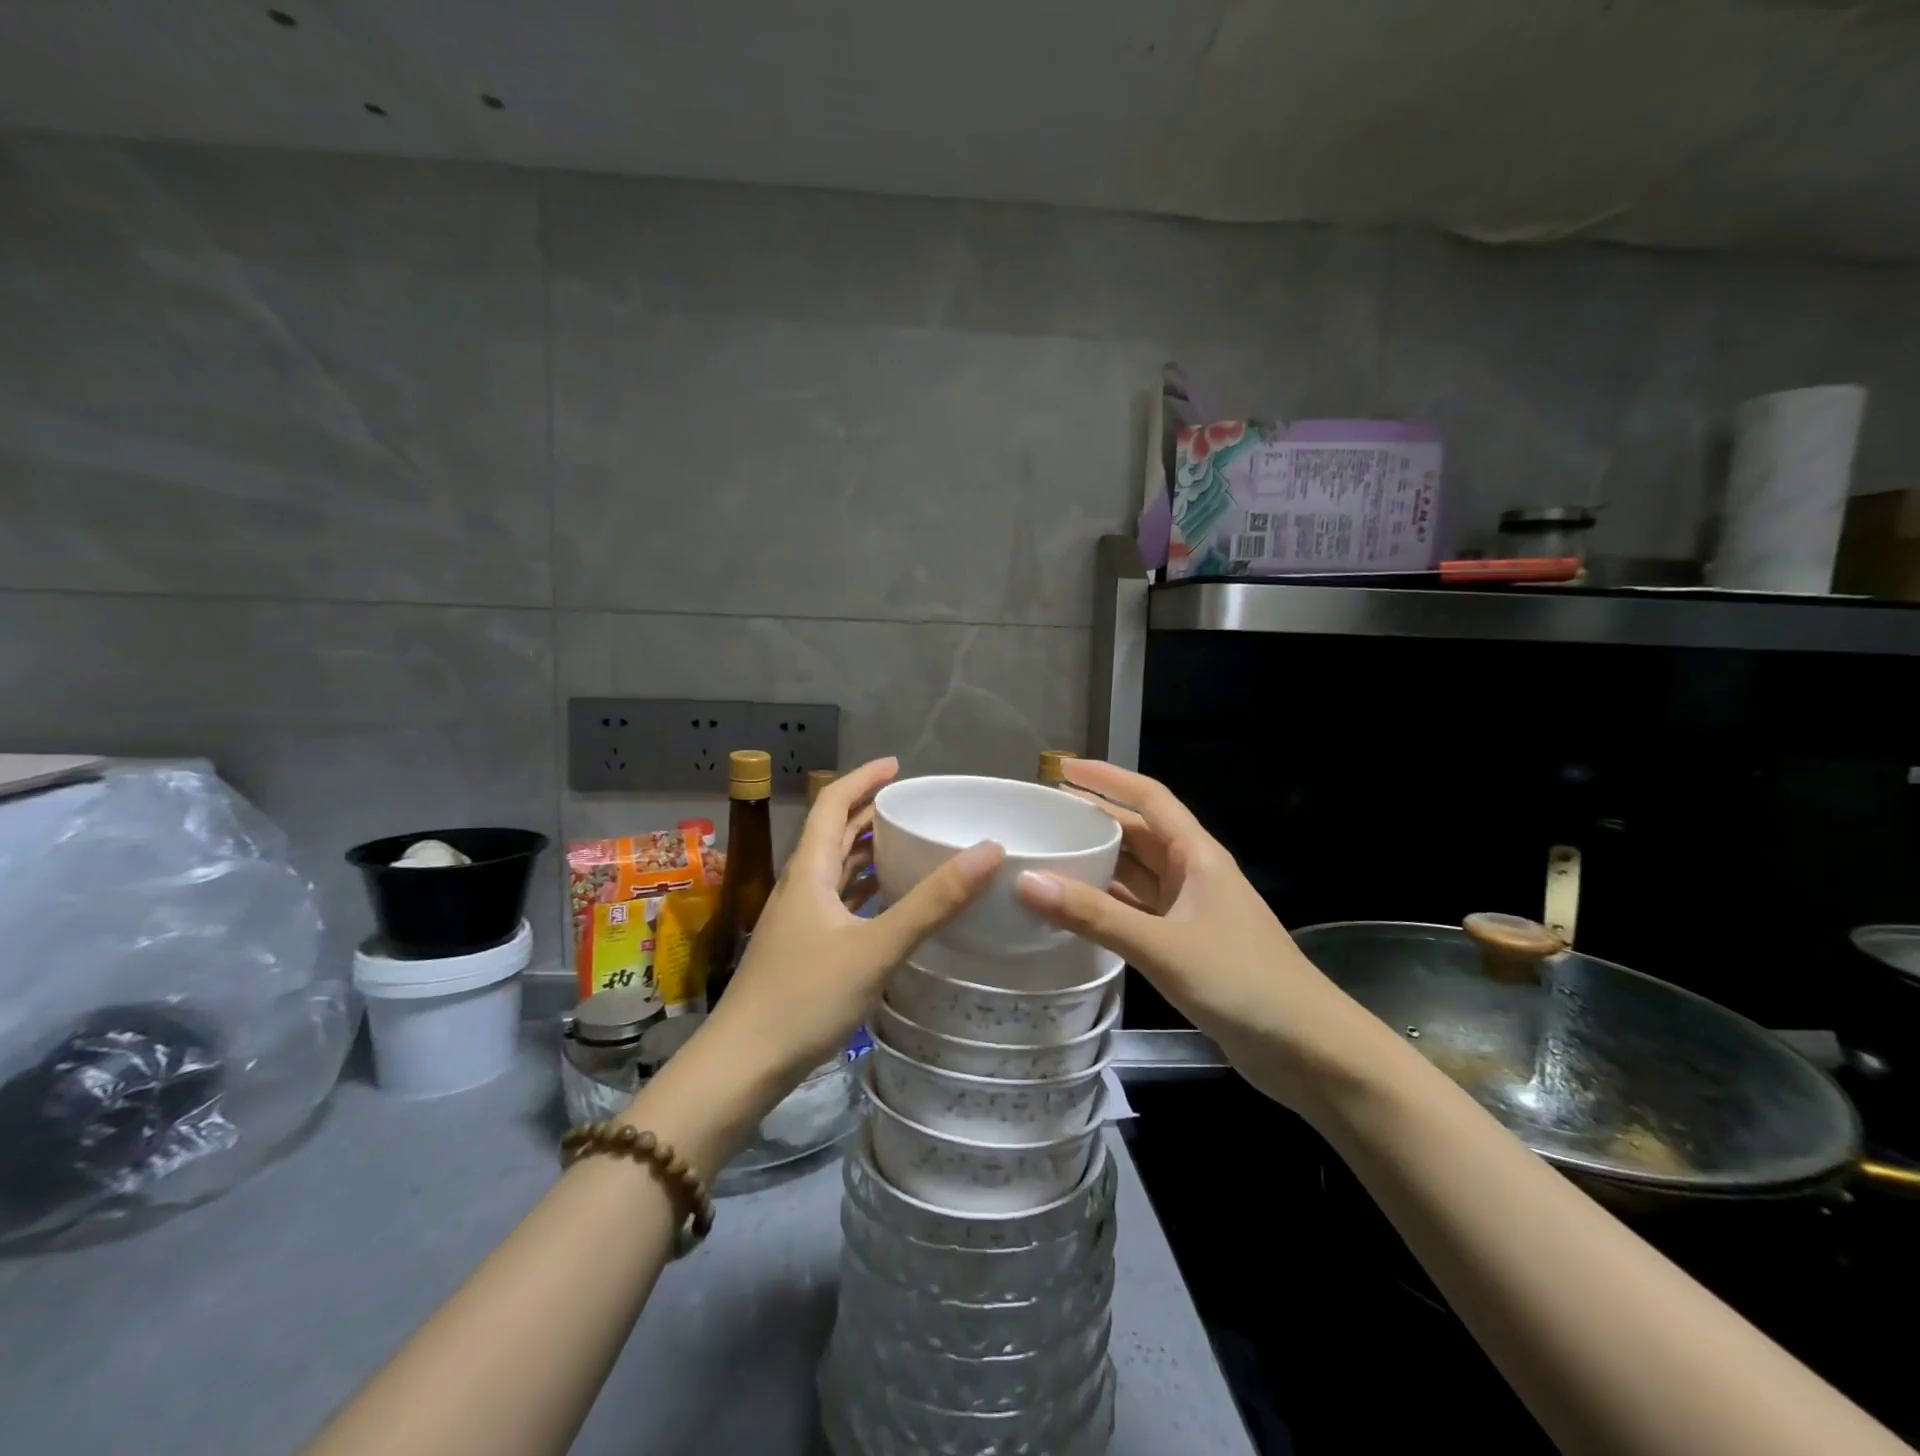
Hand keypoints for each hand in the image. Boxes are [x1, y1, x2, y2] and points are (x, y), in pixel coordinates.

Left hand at [705, 757, 1004, 1088]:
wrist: (742, 1066)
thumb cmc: (805, 998)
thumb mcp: (876, 948)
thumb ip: (933, 903)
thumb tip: (988, 851)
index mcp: (808, 872)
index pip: (832, 804)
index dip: (862, 779)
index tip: (897, 766)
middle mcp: (800, 887)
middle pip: (833, 834)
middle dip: (869, 812)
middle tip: (913, 804)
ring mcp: (798, 921)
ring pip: (834, 870)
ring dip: (866, 851)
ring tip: (908, 843)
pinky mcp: (802, 950)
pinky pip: (838, 903)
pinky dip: (864, 890)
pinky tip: (888, 903)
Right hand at [1012, 759, 1382, 1111]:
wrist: (1308, 1050)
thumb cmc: (1242, 983)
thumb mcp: (1162, 946)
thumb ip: (1095, 915)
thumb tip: (1026, 880)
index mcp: (1198, 856)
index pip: (1149, 798)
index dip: (1107, 778)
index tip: (1063, 769)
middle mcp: (1194, 874)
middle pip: (1138, 833)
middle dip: (1095, 819)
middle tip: (1044, 816)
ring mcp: (1192, 911)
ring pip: (1137, 874)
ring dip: (1099, 862)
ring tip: (1049, 855)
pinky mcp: (1187, 945)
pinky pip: (1137, 911)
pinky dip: (1107, 905)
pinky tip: (1075, 910)